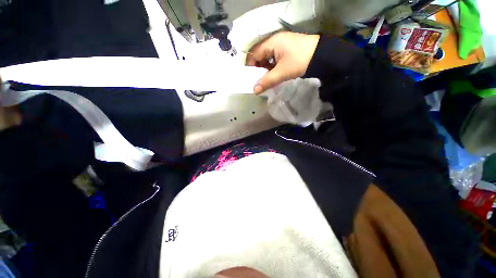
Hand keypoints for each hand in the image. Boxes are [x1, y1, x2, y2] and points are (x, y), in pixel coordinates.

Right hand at [246, 32, 319, 93]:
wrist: (322, 56)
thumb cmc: (299, 61)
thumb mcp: (281, 72)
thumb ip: (267, 81)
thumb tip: (255, 91)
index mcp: (272, 42)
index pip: (254, 53)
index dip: (251, 66)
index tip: (251, 78)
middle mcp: (275, 41)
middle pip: (260, 55)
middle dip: (259, 69)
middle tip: (259, 81)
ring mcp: (282, 45)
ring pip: (268, 58)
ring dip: (266, 69)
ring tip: (267, 80)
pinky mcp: (288, 50)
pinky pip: (275, 59)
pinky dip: (273, 68)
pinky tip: (274, 75)